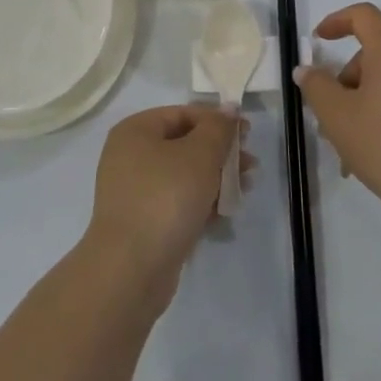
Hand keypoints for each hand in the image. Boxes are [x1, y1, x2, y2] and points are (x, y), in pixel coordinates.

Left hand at [85, 105, 249, 298]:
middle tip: (251, 165)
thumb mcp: (200, 154)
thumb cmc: (165, 198)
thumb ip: (219, 128)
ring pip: (183, 176)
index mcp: (135, 131)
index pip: (183, 114)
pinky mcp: (142, 224)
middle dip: (221, 153)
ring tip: (244, 189)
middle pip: (185, 144)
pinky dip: (201, 203)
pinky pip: (177, 203)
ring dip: (216, 179)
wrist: (130, 271)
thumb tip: (229, 109)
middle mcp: (129, 156)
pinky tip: (226, 212)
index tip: (247, 134)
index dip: (218, 121)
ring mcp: (134, 192)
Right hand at [294, 3, 380, 222]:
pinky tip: (374, 157)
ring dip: (362, 106)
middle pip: (372, 56)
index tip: (319, 40)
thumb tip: (307, 70)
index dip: (338, 20)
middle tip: (328, 120)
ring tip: (347, 149)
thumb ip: (317, 86)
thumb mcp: (337, 116)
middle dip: (345, 82)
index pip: (364, 16)